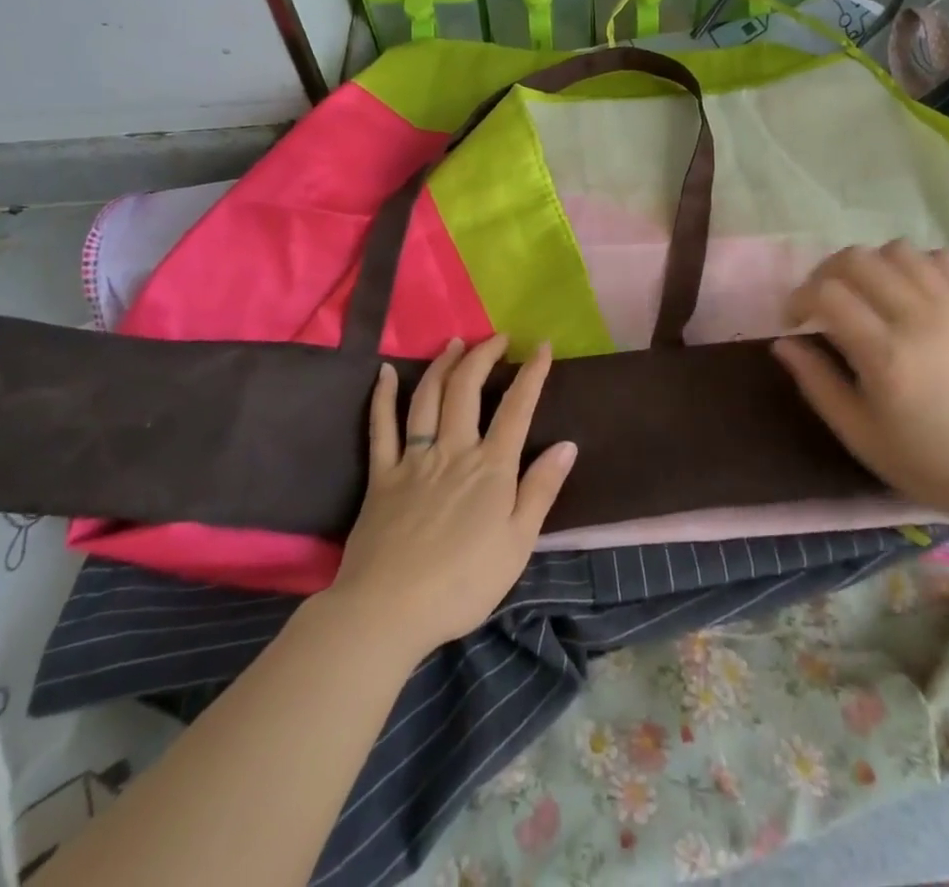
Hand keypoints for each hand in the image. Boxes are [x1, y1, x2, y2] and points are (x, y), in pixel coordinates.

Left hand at [325, 336, 577, 659]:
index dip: (532, 373)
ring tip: (455, 343)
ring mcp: (414, 459)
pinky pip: (381, 427)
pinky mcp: (382, 475)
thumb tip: (567, 444)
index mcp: (491, 468)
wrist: (389, 610)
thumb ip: (541, 490)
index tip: (543, 345)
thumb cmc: (463, 584)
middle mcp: (453, 450)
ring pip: (428, 397)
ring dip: (443, 365)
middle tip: (497, 337)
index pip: (517, 408)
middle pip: (468, 389)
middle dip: (484, 356)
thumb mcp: (517, 544)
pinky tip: (387, 373)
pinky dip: (384, 396)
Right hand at [772, 241, 948, 531]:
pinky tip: (909, 291)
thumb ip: (817, 383)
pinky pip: (942, 258)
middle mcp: (918, 317)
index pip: (826, 292)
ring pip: (897, 250)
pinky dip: (916, 264)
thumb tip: (783, 342)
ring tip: (866, 294)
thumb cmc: (930, 462)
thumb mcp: (860, 435)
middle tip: (822, 304)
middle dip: (826, 274)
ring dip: (870, 265)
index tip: (795, 322)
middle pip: (856, 259)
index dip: (798, 298)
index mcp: (885, 355)